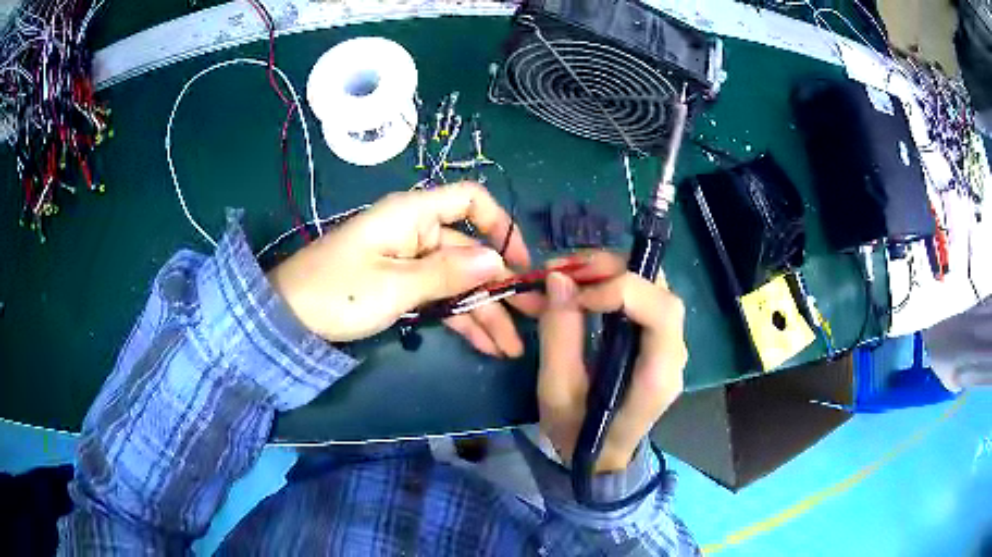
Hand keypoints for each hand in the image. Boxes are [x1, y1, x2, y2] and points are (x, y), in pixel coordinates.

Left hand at [267, 183, 539, 355]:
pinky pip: (439, 298)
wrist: (288, 318)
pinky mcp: (401, 287)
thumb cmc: (336, 292)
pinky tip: (486, 345)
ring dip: (485, 313)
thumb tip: (497, 261)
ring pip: (458, 282)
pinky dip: (460, 319)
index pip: (470, 200)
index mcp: (413, 215)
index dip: (500, 225)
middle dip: (501, 287)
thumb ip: (447, 273)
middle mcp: (417, 232)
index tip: (520, 262)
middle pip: (470, 252)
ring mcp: (409, 262)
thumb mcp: (394, 285)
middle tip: (533, 319)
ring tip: (512, 348)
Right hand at [537, 252, 686, 472]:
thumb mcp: (557, 393)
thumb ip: (559, 336)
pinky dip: (609, 282)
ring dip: (608, 271)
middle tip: (563, 270)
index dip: (622, 289)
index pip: (662, 312)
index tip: (575, 294)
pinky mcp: (655, 339)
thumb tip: (559, 279)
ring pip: (651, 285)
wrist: (602, 458)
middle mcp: (674, 353)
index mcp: (658, 375)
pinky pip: (640, 297)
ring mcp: (668, 343)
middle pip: (659, 289)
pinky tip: (580, 287)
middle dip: (611, 269)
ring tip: (566, 275)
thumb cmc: (579, 434)